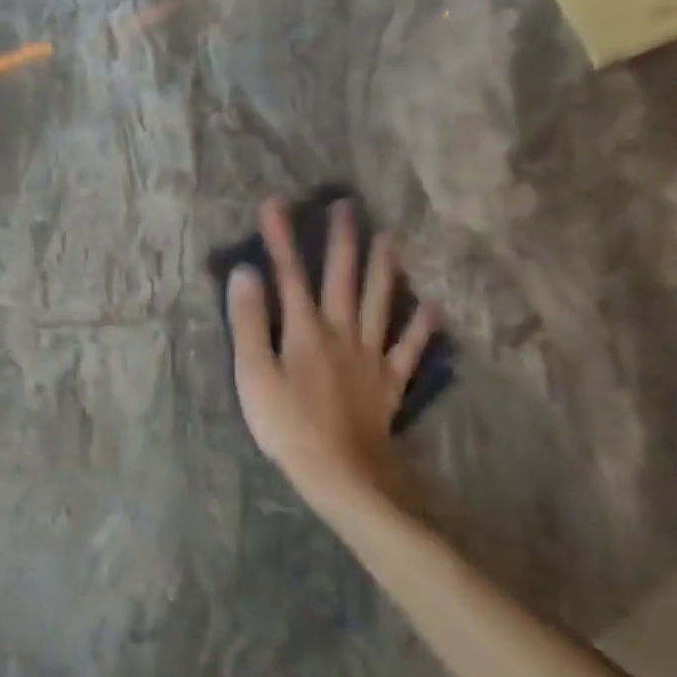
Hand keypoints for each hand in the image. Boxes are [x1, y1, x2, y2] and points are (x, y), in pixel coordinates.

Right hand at [226, 197, 438, 513]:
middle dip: (342, 240)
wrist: (342, 474)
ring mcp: (370, 357)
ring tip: (391, 238)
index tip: (275, 203)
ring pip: (381, 304)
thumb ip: (249, 322)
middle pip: (343, 279)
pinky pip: (409, 349)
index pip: (290, 274)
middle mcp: (341, 332)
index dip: (281, 238)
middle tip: (347, 206)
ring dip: (385, 269)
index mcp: (304, 329)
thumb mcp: (253, 373)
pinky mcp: (389, 382)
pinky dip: (421, 327)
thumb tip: (245, 273)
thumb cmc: (287, 424)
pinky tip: (431, 306)